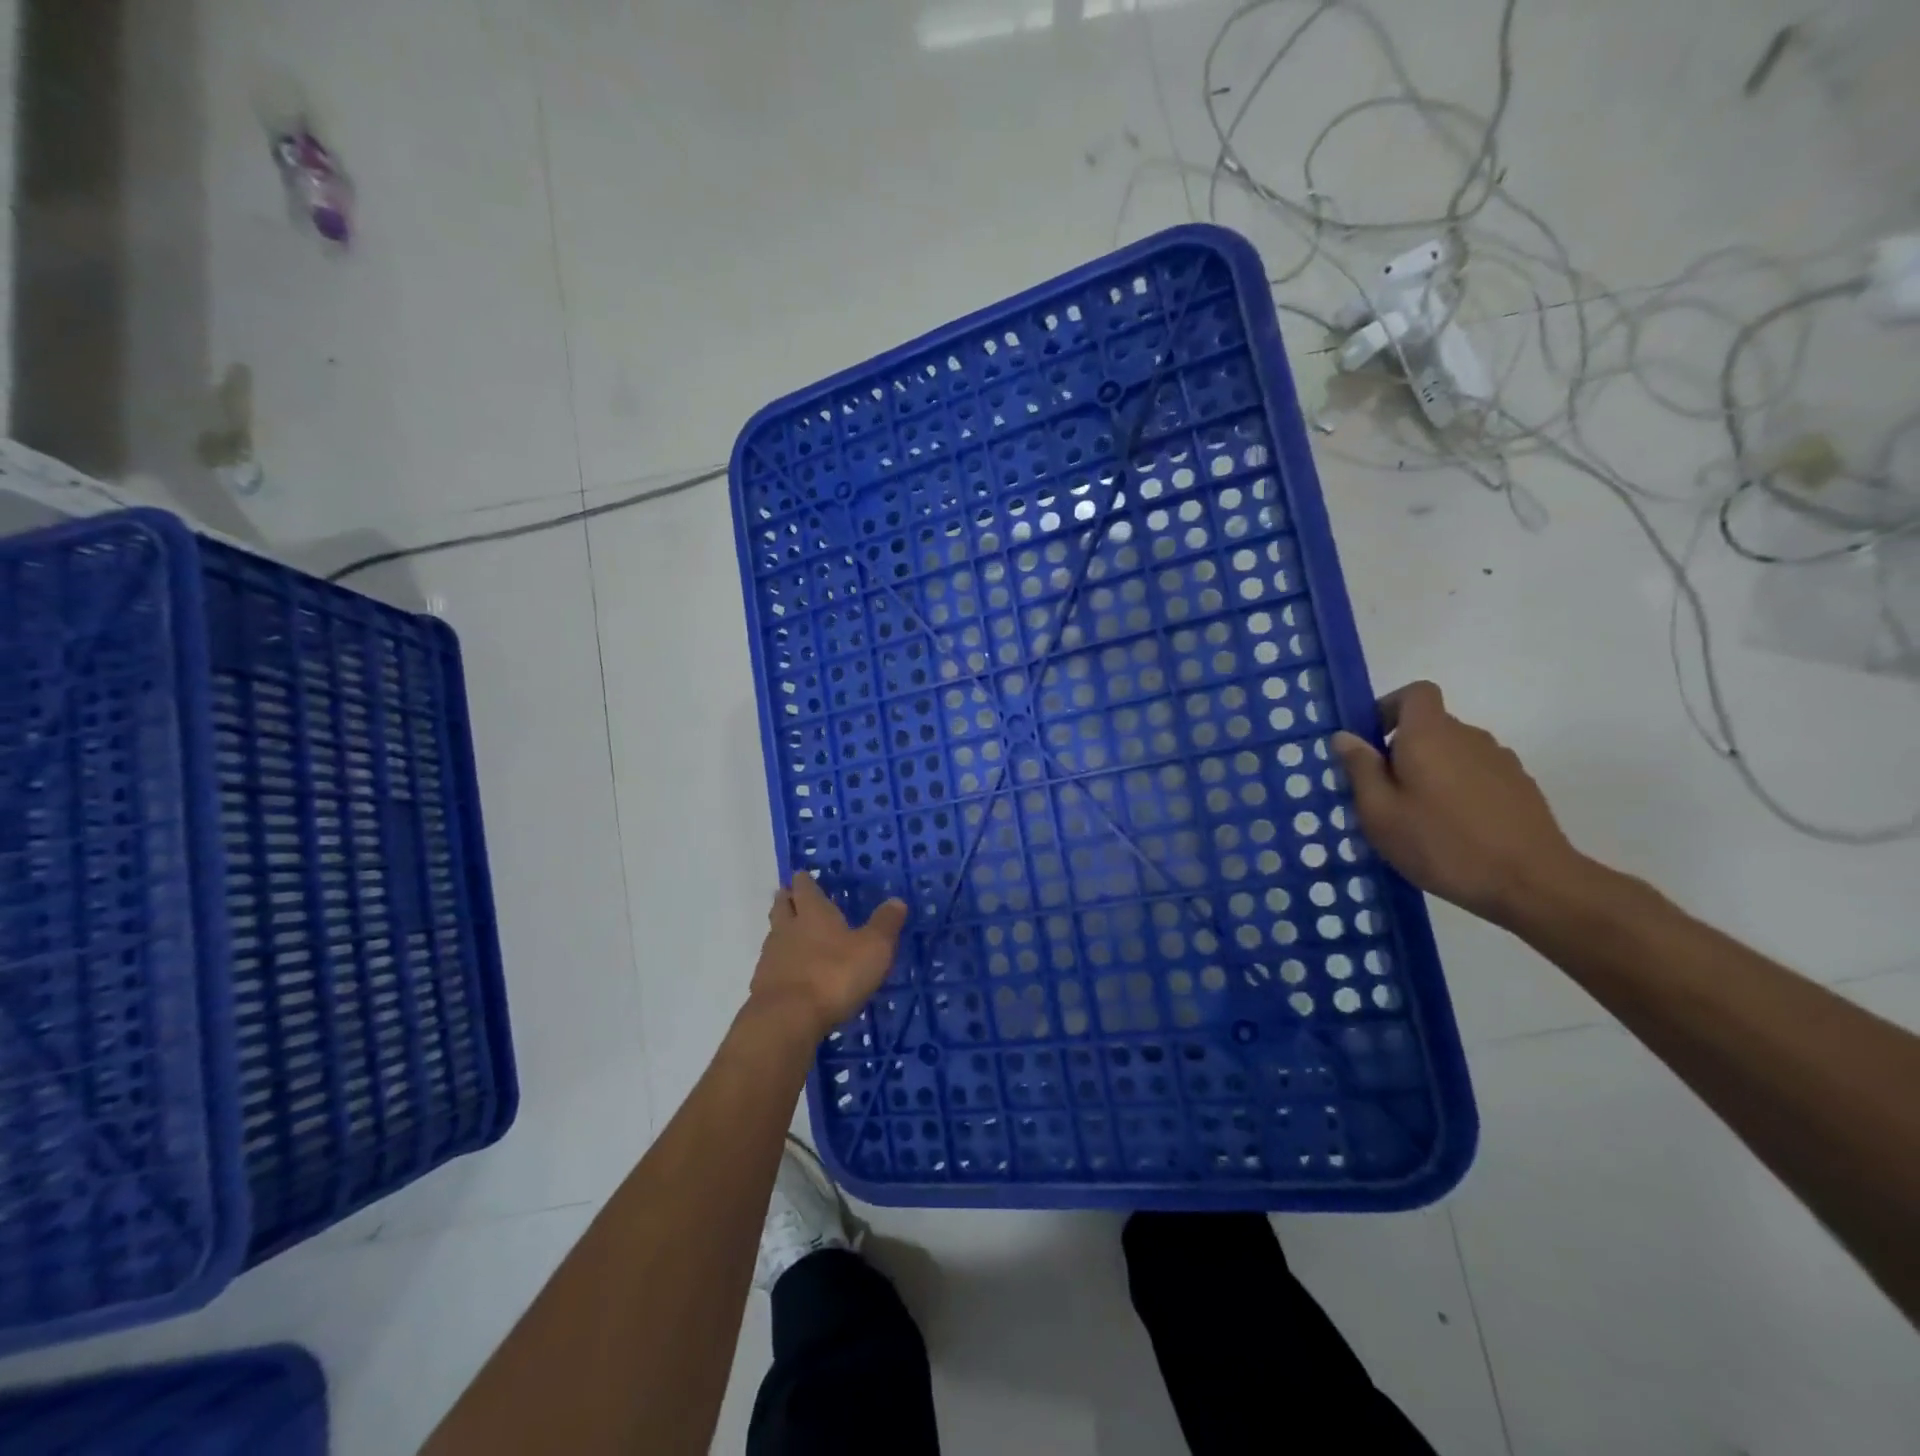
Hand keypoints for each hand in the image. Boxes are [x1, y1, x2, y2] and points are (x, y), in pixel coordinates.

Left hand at [750, 873, 908, 1039]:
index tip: (803, 875)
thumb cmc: (834, 975)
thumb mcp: (873, 949)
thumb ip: (884, 924)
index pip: (805, 888)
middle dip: (787, 899)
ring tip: (792, 933)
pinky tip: (789, 972)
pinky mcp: (762, 985)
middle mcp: (788, 928)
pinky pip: (771, 964)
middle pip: (782, 906)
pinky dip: (779, 962)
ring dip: (782, 930)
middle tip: (790, 895)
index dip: (805, 881)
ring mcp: (771, 957)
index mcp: (814, 913)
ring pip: (774, 934)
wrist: (787, 1020)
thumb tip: (897, 900)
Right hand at [1331, 681, 1587, 925]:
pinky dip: (1458, 791)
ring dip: (1431, 772)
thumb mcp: (1379, 812)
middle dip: (1402, 750)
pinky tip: (1453, 831)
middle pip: (1431, 726)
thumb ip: (1360, 769)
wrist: (1532, 883)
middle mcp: (1468, 737)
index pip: (1415, 693)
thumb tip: (1346, 736)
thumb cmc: (1441, 844)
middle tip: (1383, 794)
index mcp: (1429, 735)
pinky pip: (1476, 776)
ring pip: (1453, 753)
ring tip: (1418, 818)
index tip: (1371, 741)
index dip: (1390, 708)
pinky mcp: (1520, 788)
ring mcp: (1501, 761)